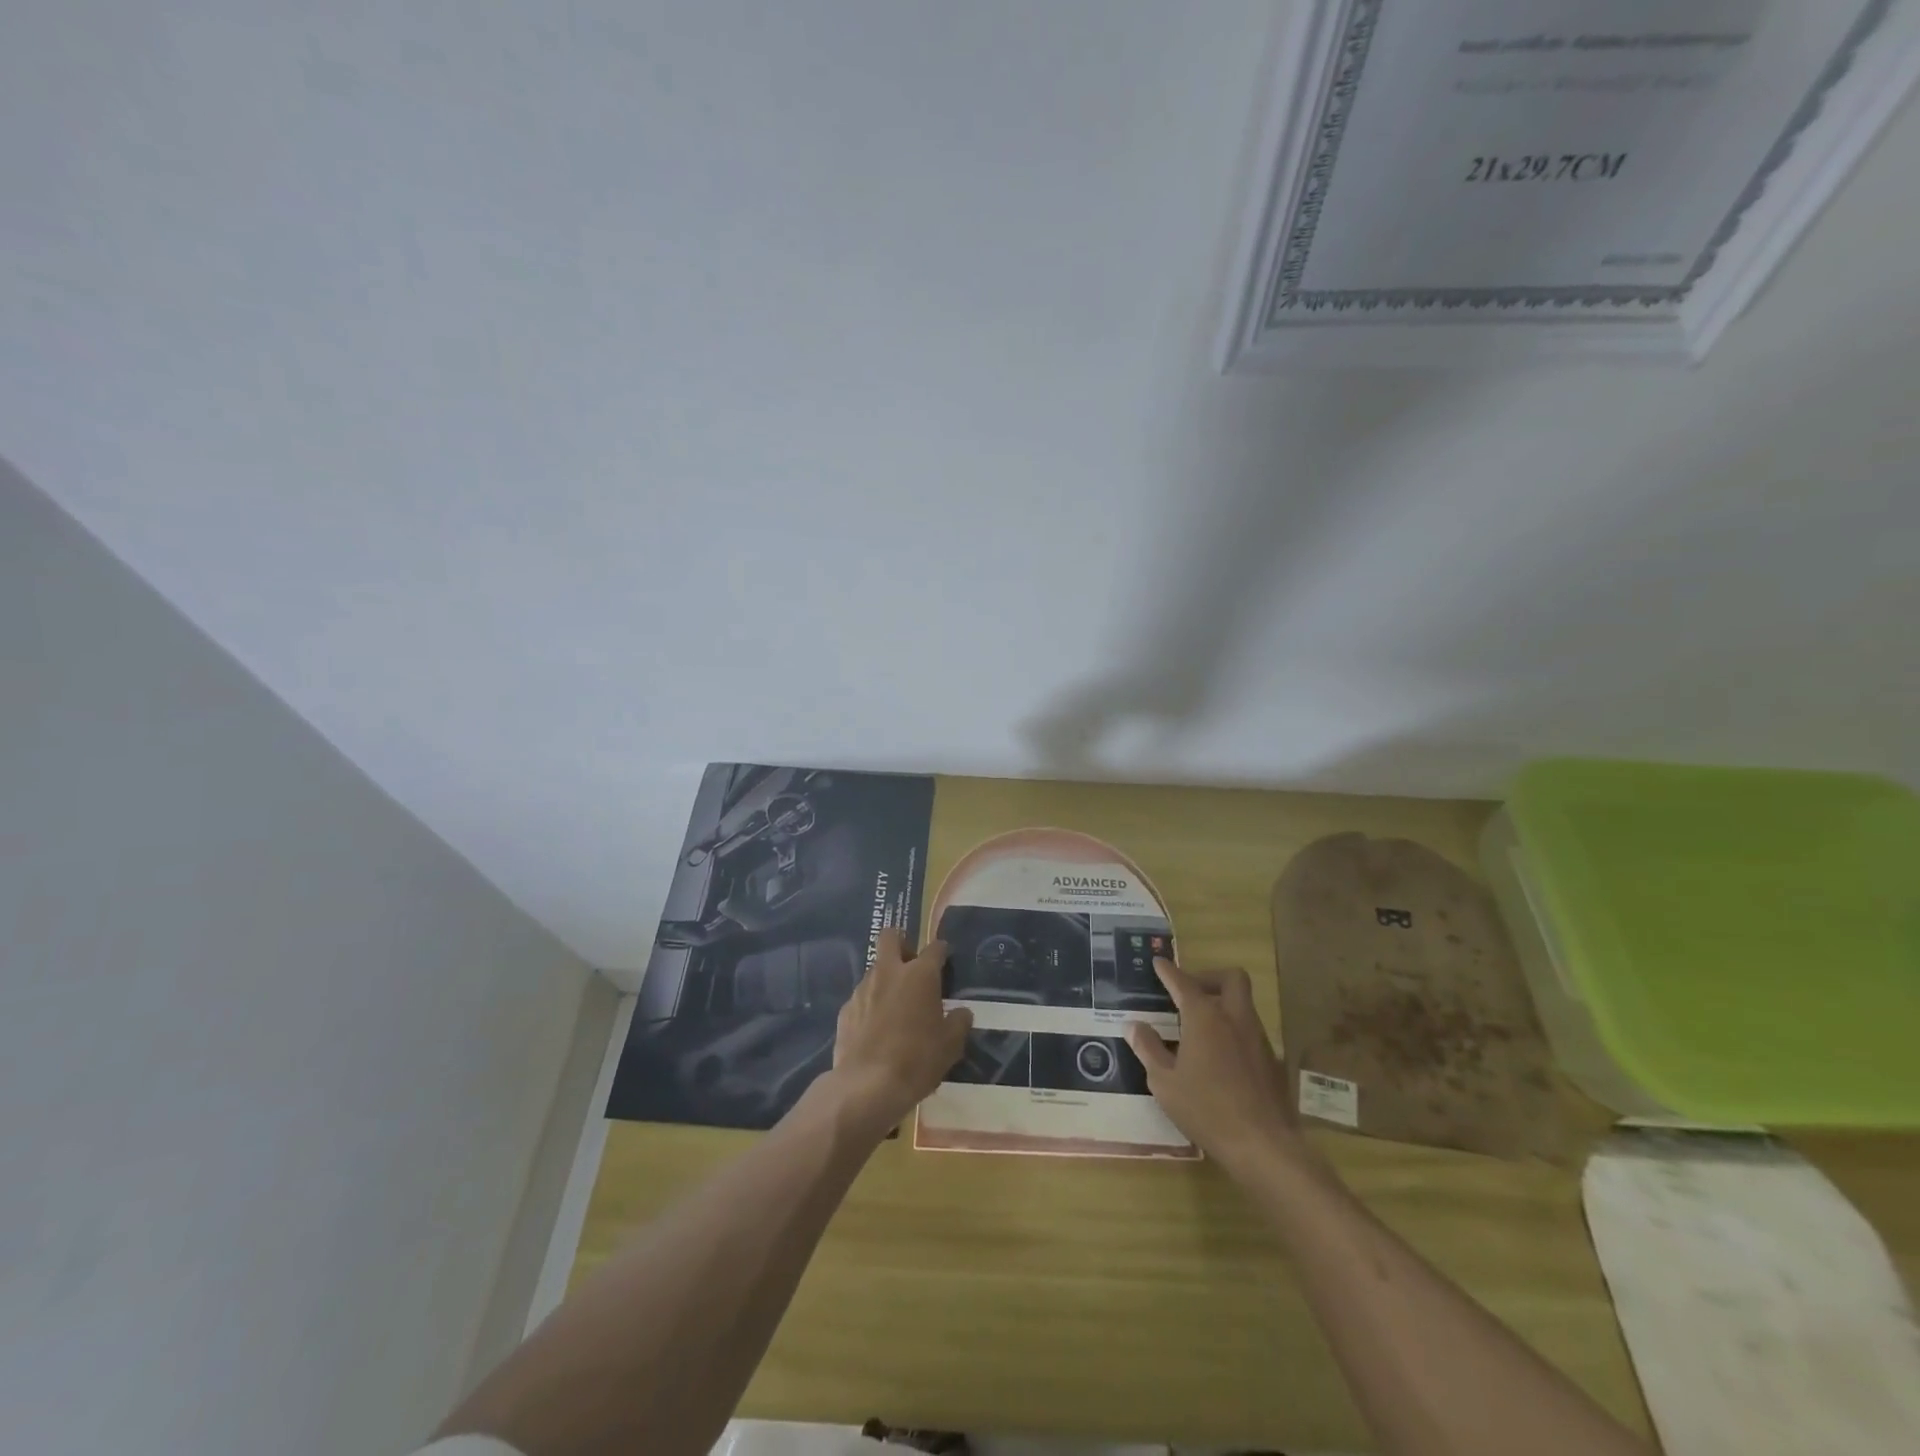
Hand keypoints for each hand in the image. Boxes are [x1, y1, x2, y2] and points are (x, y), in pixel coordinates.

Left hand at [826, 928, 972, 1136]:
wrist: (867, 1086)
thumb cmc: (917, 1060)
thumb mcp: (951, 1045)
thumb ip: (959, 1022)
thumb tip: (961, 1013)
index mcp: (920, 975)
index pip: (935, 948)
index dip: (941, 950)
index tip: (945, 957)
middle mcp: (889, 972)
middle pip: (891, 937)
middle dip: (902, 942)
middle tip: (912, 964)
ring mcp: (863, 989)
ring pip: (875, 969)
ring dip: (886, 979)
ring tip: (895, 1007)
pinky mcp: (845, 1010)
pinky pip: (862, 998)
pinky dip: (870, 1005)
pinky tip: (876, 1029)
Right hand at [1128, 958, 1298, 1177]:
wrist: (1263, 1145)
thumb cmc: (1206, 1109)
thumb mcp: (1164, 1082)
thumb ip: (1148, 1048)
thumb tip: (1134, 1025)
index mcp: (1205, 1017)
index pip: (1183, 982)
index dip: (1169, 971)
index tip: (1159, 963)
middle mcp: (1234, 1018)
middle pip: (1231, 978)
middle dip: (1209, 977)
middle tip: (1190, 992)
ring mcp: (1258, 1039)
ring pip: (1243, 1005)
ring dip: (1223, 1005)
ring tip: (1199, 1028)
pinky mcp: (1272, 1061)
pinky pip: (1250, 1032)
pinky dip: (1233, 1032)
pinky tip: (1220, 1059)